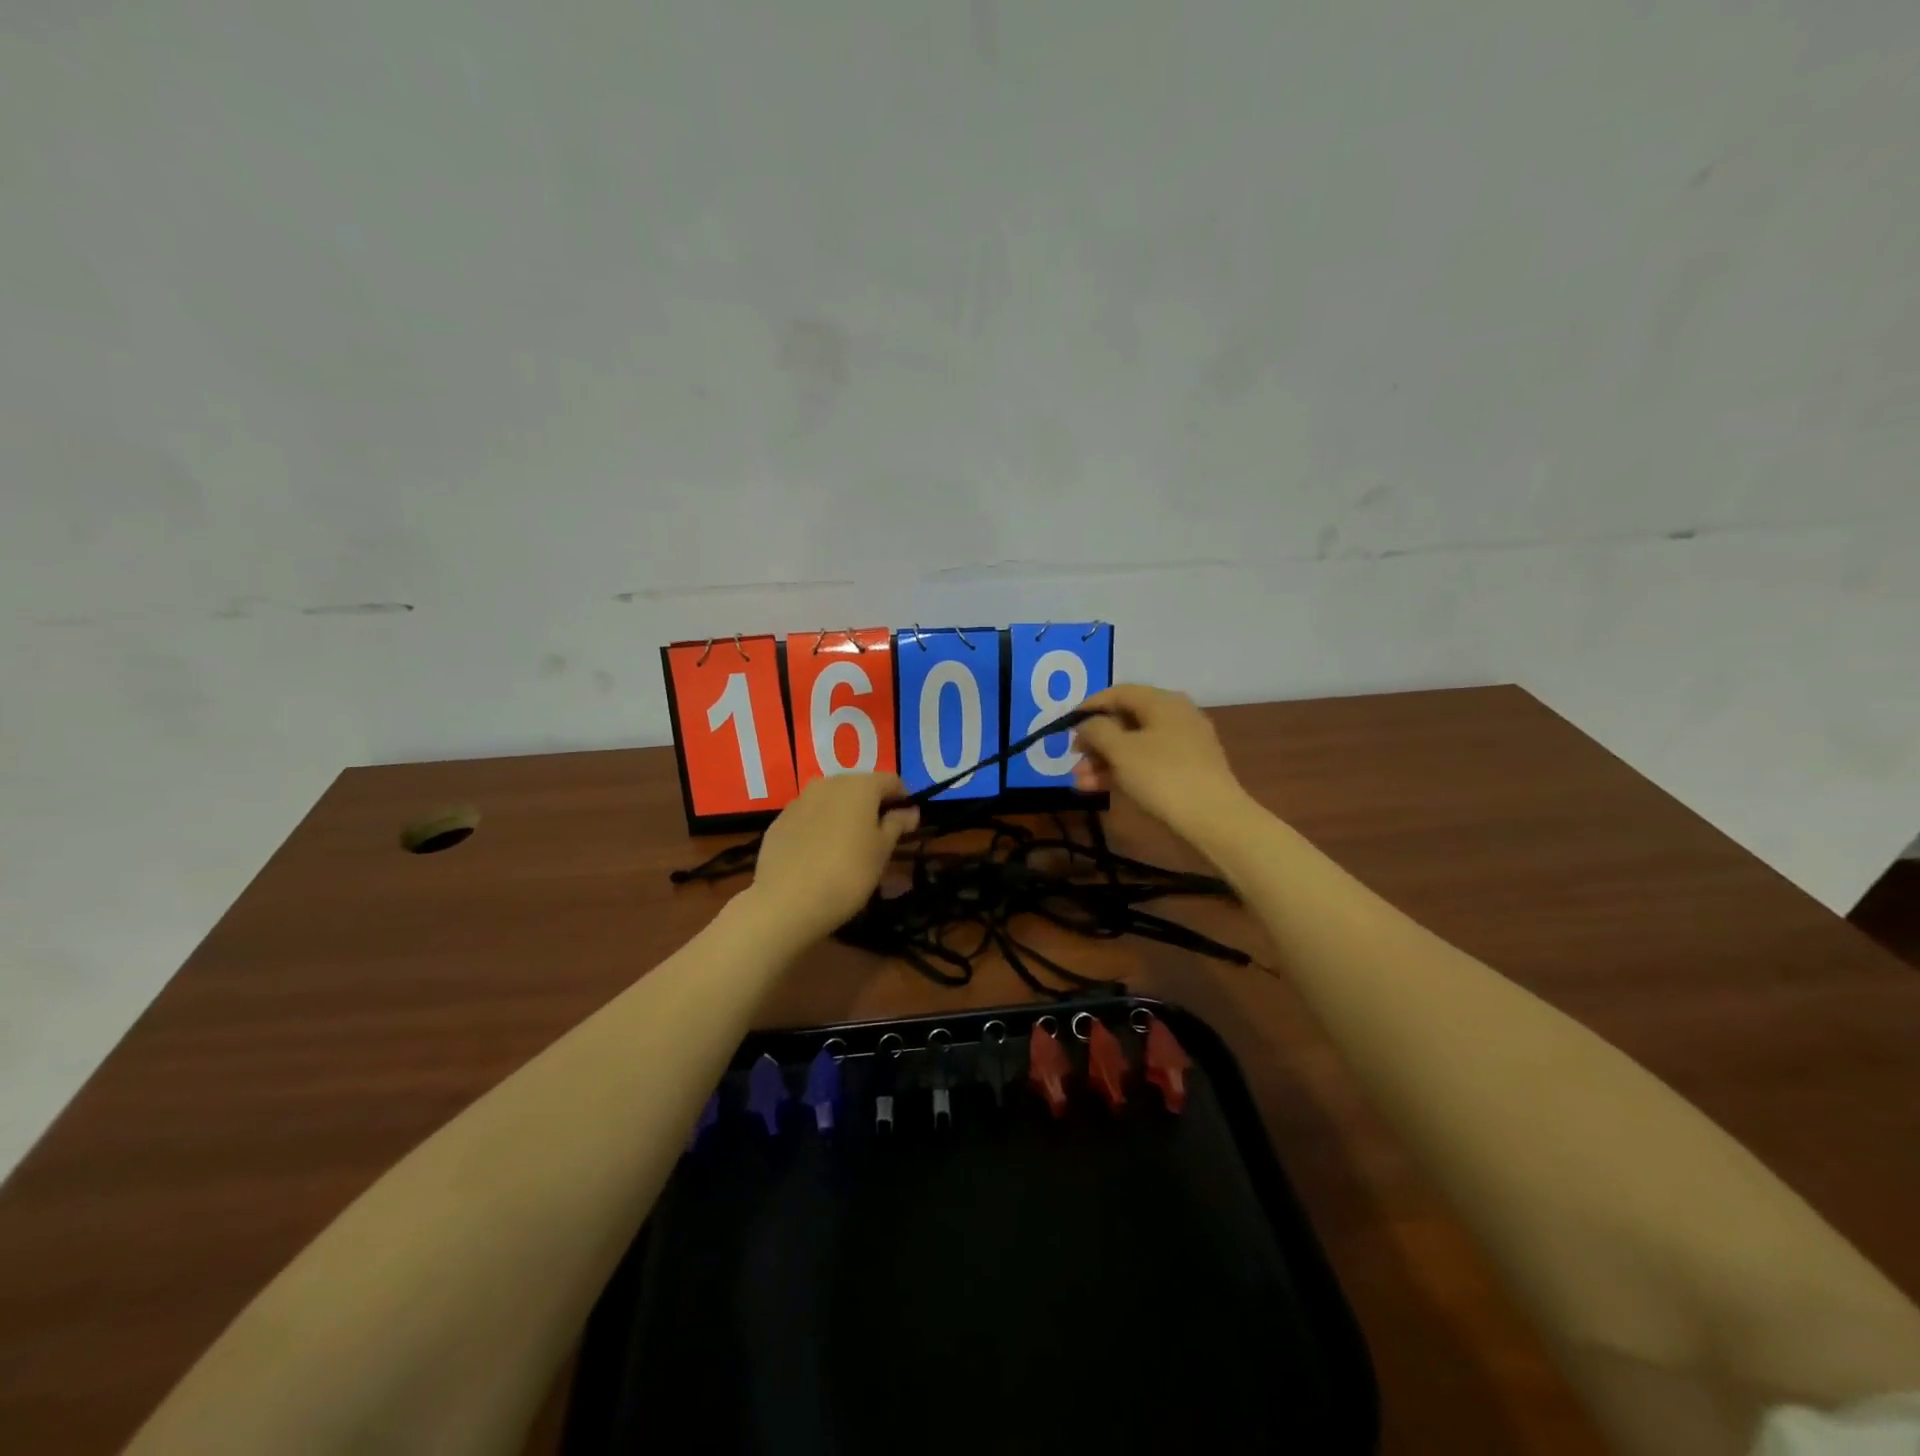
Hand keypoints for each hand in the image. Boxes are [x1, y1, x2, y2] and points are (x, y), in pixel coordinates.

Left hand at [748, 773, 918, 942]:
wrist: (786, 901)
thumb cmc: (848, 873)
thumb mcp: (882, 851)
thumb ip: (897, 824)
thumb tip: (910, 810)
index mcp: (860, 786)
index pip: (891, 780)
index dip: (903, 799)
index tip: (907, 823)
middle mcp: (829, 783)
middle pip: (859, 786)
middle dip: (872, 806)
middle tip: (879, 836)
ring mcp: (800, 800)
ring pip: (831, 800)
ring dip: (844, 815)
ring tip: (848, 847)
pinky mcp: (779, 821)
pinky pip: (809, 817)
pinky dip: (819, 827)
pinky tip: (819, 856)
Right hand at [1072, 684, 1250, 838]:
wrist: (1213, 819)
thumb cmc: (1163, 776)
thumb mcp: (1121, 750)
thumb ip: (1097, 730)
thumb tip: (1087, 724)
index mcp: (1162, 702)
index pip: (1118, 693)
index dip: (1088, 707)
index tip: (1064, 726)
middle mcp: (1175, 716)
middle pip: (1125, 720)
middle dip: (1095, 740)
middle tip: (1072, 758)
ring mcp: (1183, 744)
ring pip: (1134, 745)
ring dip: (1104, 760)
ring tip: (1080, 781)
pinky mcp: (1187, 770)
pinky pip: (1147, 762)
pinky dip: (1123, 771)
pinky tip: (1100, 789)